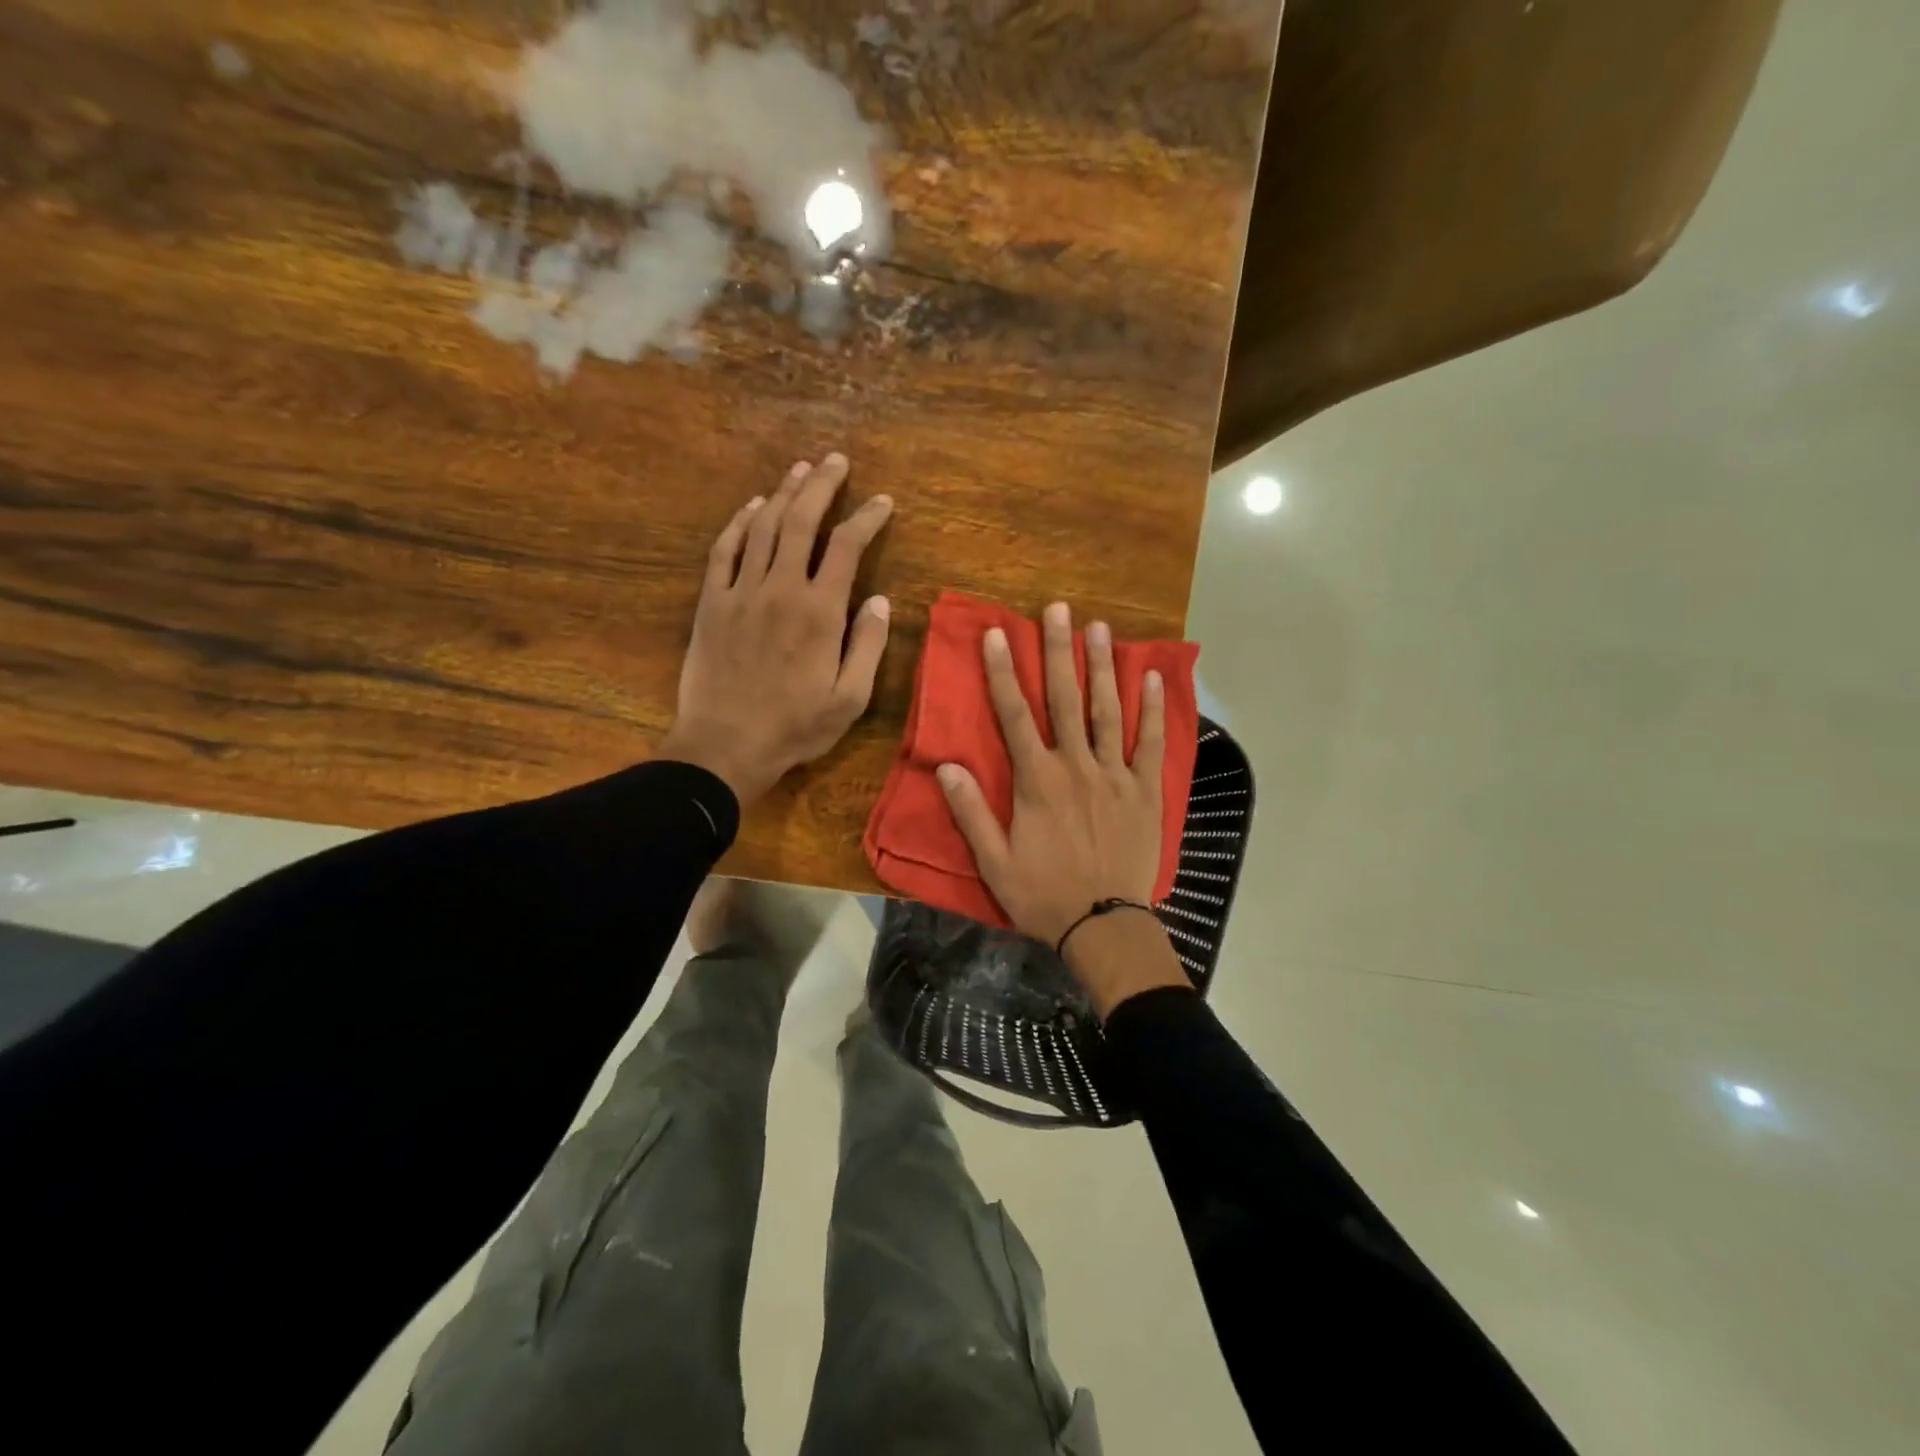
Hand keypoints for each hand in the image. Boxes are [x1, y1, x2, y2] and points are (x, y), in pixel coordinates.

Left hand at [659, 453, 892, 806]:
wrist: (724, 746)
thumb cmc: (794, 727)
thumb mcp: (848, 699)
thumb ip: (866, 646)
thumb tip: (878, 600)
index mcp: (818, 612)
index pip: (846, 547)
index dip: (866, 518)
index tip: (883, 502)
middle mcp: (780, 590)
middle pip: (801, 522)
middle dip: (822, 486)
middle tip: (836, 460)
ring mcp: (741, 593)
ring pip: (762, 528)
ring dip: (783, 494)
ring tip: (800, 470)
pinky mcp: (712, 604)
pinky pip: (724, 551)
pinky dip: (739, 523)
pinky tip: (751, 507)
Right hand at [935, 601, 1164, 947]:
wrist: (1103, 925)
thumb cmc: (1043, 895)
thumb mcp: (994, 861)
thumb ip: (971, 811)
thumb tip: (946, 766)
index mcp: (1038, 781)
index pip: (1015, 716)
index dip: (1004, 673)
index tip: (999, 634)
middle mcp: (1077, 766)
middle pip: (1065, 699)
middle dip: (1059, 652)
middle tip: (1057, 609)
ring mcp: (1115, 775)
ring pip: (1108, 711)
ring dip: (1103, 667)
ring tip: (1100, 628)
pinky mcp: (1145, 791)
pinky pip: (1150, 744)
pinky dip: (1151, 710)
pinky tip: (1150, 678)